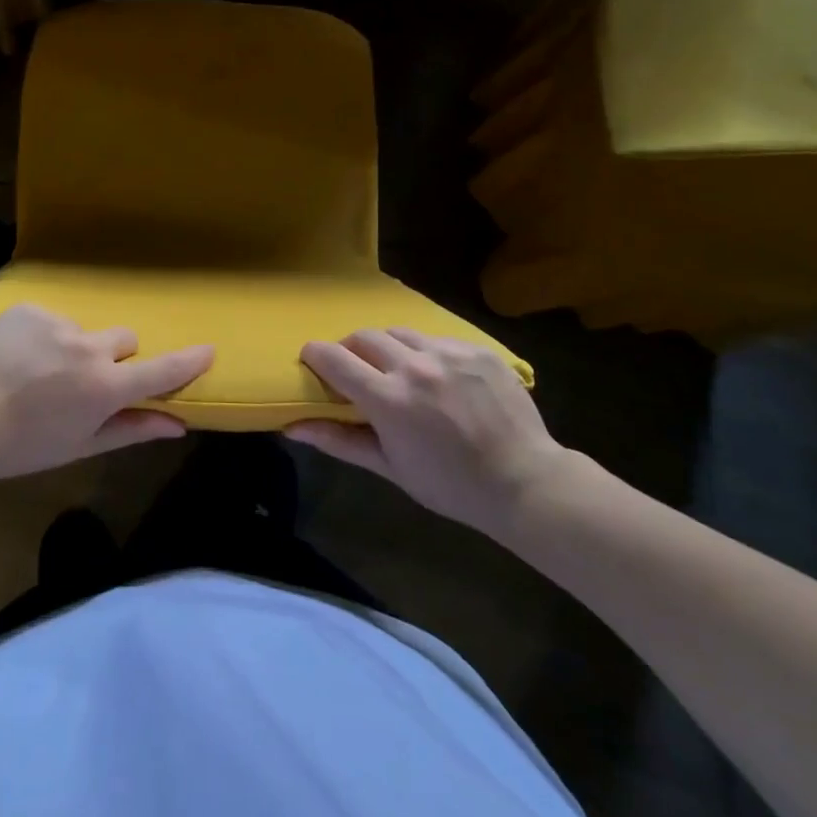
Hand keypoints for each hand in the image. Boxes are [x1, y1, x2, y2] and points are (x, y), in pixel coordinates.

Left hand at [0, 306, 212, 479]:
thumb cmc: (22, 446)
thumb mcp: (79, 446)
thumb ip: (131, 429)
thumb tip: (178, 425)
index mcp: (104, 387)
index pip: (160, 370)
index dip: (188, 361)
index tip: (208, 350)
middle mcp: (88, 347)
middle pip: (123, 340)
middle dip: (113, 358)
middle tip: (81, 384)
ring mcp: (57, 323)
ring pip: (83, 329)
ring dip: (72, 347)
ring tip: (35, 373)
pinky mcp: (29, 309)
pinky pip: (50, 319)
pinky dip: (41, 335)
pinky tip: (15, 357)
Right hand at [289, 328, 574, 534]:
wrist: (524, 482)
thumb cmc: (449, 484)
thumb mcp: (389, 466)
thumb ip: (339, 440)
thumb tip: (291, 428)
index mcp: (388, 399)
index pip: (333, 357)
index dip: (315, 355)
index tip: (312, 363)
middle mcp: (414, 366)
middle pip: (363, 336)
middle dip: (350, 350)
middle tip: (357, 372)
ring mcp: (448, 353)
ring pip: (399, 332)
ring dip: (387, 347)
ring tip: (398, 371)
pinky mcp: (476, 349)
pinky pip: (436, 338)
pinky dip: (426, 353)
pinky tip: (438, 378)